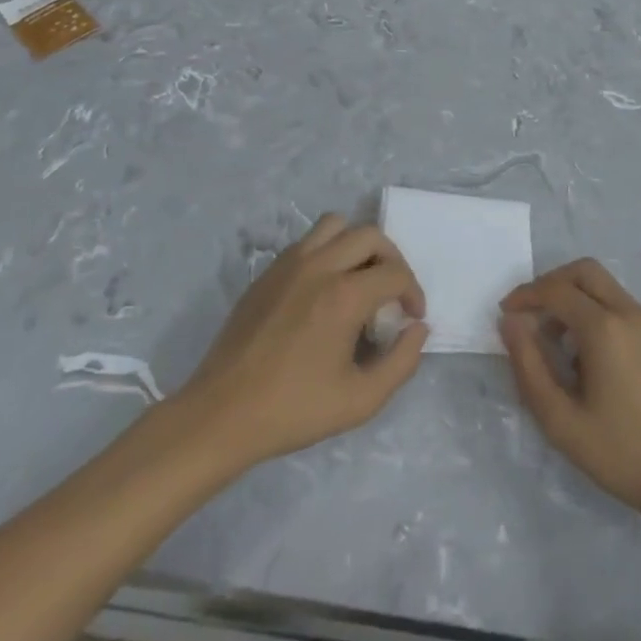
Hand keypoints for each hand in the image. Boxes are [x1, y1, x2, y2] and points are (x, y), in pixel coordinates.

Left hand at [179, 214, 427, 469]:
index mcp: (344, 295)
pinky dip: (327, 251)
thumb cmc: (294, 410)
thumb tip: (418, 329)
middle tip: (391, 293)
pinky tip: (325, 289)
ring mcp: (289, 264)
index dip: (413, 293)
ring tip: (359, 278)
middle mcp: (320, 266)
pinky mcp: (268, 271)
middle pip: (370, 235)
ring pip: (335, 225)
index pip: (395, 273)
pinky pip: (308, 241)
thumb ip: (401, 362)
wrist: (222, 414)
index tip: (412, 318)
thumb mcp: (360, 400)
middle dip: (392, 260)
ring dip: (357, 245)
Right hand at [499, 258, 640, 516]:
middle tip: (532, 314)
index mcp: (604, 328)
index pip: (556, 290)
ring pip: (606, 288)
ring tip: (559, 345)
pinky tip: (592, 360)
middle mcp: (630, 313)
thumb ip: (529, 366)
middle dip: (552, 284)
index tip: (505, 313)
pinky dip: (599, 315)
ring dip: (576, 300)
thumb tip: (510, 322)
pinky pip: (623, 309)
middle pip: (584, 272)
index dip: (525, 295)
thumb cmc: (619, 452)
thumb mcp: (560, 420)